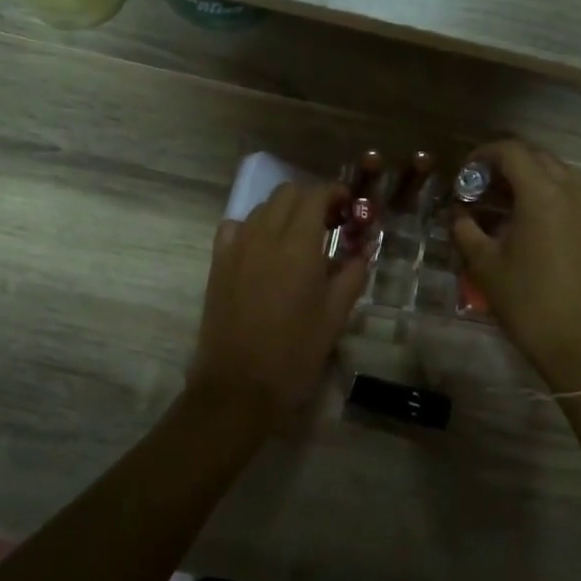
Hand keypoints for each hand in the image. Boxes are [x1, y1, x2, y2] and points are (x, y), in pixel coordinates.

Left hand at [191, 182, 367, 413]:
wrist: (239, 386)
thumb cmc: (295, 352)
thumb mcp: (336, 315)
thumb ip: (353, 273)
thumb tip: (363, 249)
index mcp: (299, 245)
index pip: (316, 195)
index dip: (335, 194)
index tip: (348, 209)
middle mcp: (264, 235)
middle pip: (287, 193)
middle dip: (311, 200)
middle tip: (328, 224)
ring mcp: (236, 247)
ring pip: (261, 208)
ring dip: (284, 212)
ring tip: (299, 239)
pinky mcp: (218, 263)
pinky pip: (235, 228)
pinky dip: (253, 227)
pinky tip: (263, 250)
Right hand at [450, 140, 580, 392]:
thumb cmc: (529, 305)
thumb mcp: (485, 266)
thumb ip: (464, 229)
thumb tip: (456, 212)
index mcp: (543, 194)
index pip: (511, 150)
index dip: (482, 155)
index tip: (464, 176)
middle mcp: (575, 192)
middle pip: (538, 157)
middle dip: (506, 165)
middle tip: (481, 190)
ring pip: (561, 175)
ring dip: (531, 180)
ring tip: (506, 206)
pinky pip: (577, 197)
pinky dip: (552, 197)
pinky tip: (535, 227)